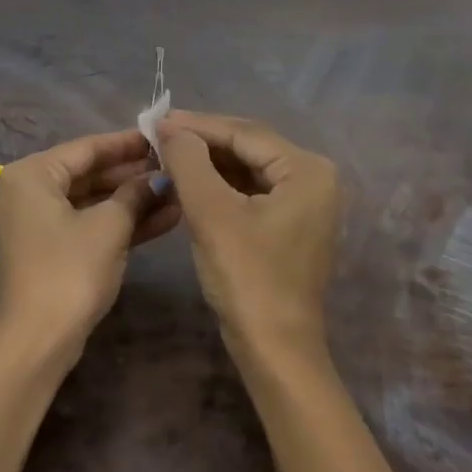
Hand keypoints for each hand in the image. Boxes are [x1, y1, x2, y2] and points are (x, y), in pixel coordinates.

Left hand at [0, 129, 180, 360]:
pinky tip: (162, 220)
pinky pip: (86, 225)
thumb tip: (158, 179)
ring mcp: (37, 224)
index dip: (127, 143)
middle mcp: (28, 192)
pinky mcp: (49, 251)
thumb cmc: (69, 271)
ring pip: (91, 202)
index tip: (162, 137)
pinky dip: (118, 224)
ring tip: (178, 193)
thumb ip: (135, 194)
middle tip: (175, 167)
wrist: (37, 343)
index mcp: (32, 175)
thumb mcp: (109, 227)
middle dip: (133, 175)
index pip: (86, 148)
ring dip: (132, 201)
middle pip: (88, 174)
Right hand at [155, 112, 340, 355]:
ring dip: (209, 162)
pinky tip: (190, 181)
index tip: (156, 120)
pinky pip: (252, 191)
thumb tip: (170, 128)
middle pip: (249, 147)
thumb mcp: (212, 214)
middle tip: (158, 135)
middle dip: (203, 141)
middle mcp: (314, 178)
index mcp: (307, 170)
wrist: (275, 351)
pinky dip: (220, 185)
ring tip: (167, 154)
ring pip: (248, 168)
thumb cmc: (247, 279)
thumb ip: (189, 162)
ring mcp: (306, 203)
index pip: (244, 133)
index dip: (197, 125)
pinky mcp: (291, 224)